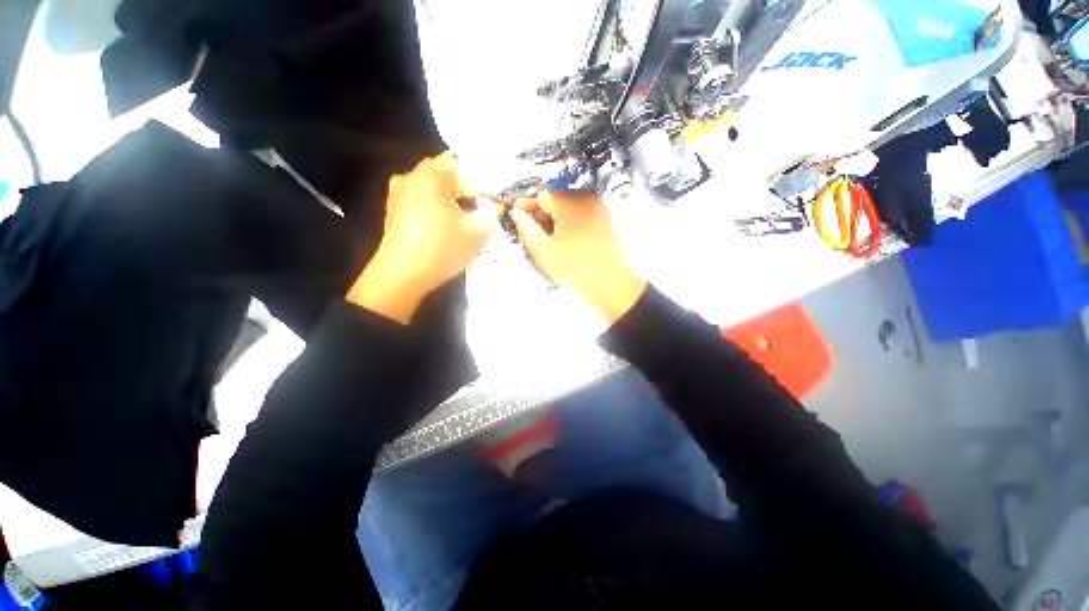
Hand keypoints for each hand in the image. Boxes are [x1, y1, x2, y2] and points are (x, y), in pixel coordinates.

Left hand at [347, 153, 501, 323]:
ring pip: (433, 184)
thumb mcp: (476, 234)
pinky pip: (421, 196)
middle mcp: (411, 177)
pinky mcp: (394, 209)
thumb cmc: (440, 252)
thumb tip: (496, 208)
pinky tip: (443, 223)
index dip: (482, 185)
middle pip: (446, 171)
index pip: (465, 168)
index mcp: (431, 177)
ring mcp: (398, 193)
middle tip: (479, 209)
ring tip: (463, 216)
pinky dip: (435, 204)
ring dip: (450, 195)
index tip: (492, 205)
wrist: (400, 278)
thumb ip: (492, 215)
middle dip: (466, 188)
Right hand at [511, 190, 645, 323]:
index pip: (542, 195)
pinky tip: (565, 240)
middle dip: (541, 214)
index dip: (527, 207)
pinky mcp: (605, 218)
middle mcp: (588, 200)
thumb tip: (516, 213)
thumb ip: (526, 228)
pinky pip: (581, 213)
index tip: (518, 218)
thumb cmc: (577, 270)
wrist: (611, 285)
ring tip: (550, 240)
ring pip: (568, 206)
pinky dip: (569, 222)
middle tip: (533, 233)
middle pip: (555, 198)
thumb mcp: (544, 252)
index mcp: (572, 205)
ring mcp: (599, 208)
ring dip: (555, 219)